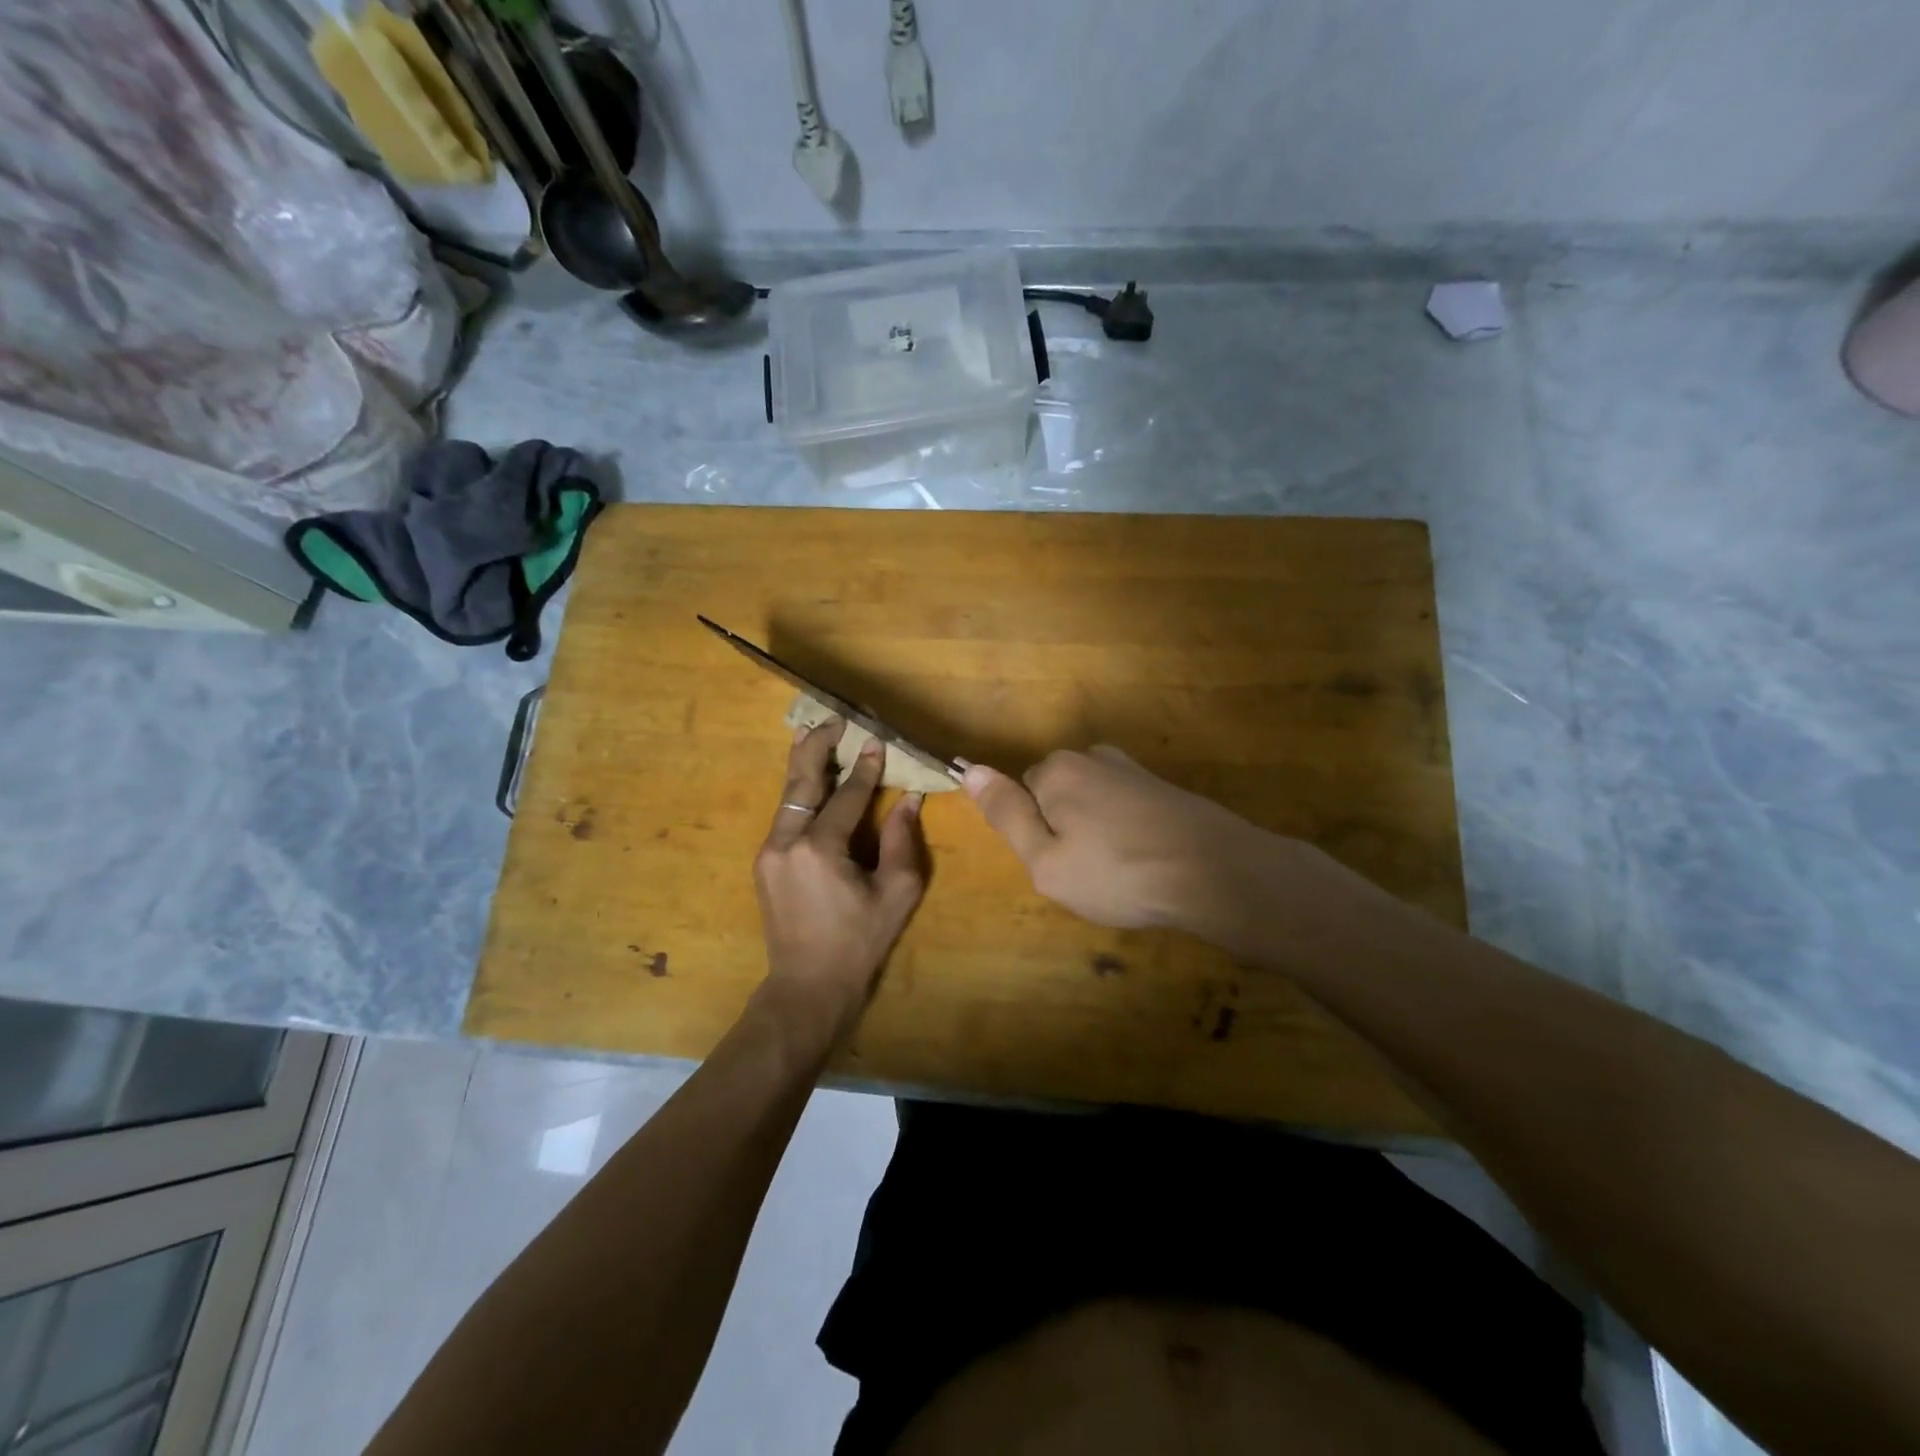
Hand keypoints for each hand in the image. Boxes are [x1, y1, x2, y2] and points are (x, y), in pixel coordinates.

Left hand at [753, 720, 926, 1048]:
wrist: (807, 986)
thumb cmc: (859, 943)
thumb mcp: (895, 894)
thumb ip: (903, 843)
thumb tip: (909, 800)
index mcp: (820, 849)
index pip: (847, 796)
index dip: (865, 769)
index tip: (877, 741)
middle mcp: (787, 842)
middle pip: (802, 782)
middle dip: (818, 747)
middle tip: (834, 720)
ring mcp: (770, 851)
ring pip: (788, 796)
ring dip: (803, 764)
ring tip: (814, 734)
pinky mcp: (765, 862)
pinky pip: (784, 815)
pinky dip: (799, 792)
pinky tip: (809, 779)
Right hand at [963, 746, 1330, 952]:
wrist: (1217, 872)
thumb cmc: (1119, 873)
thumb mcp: (1045, 860)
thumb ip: (1005, 814)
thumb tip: (968, 769)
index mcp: (1056, 770)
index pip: (1021, 796)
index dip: (1036, 836)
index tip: (1061, 865)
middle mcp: (1092, 757)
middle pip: (1057, 796)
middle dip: (1065, 831)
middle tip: (1089, 873)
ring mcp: (1132, 769)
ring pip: (1092, 804)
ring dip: (1098, 833)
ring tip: (1122, 872)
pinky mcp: (1163, 787)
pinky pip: (1125, 809)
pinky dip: (1128, 833)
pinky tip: (1147, 861)